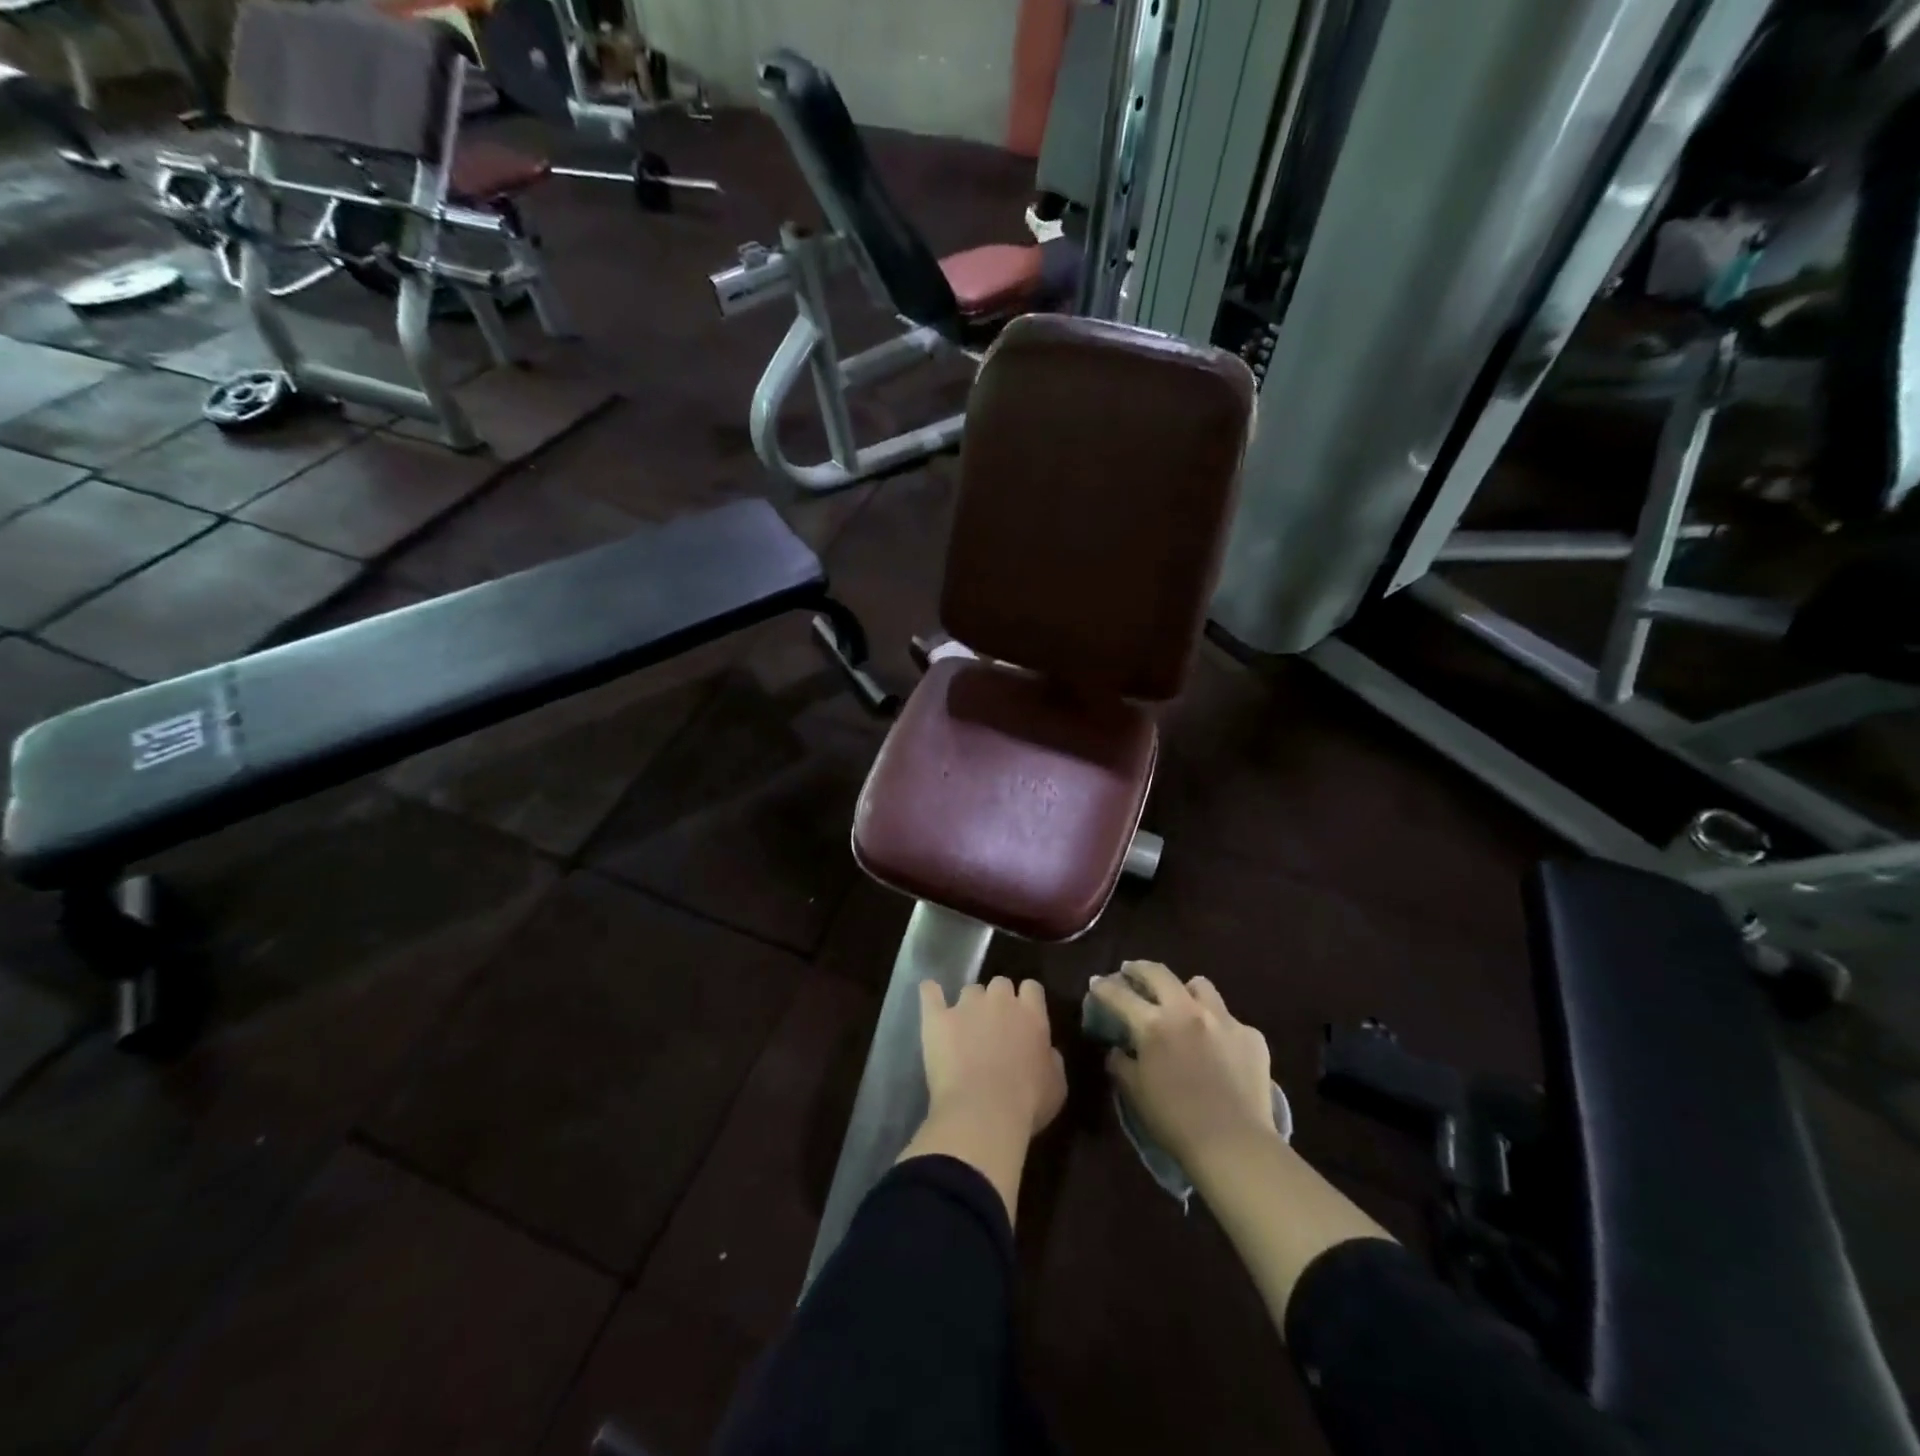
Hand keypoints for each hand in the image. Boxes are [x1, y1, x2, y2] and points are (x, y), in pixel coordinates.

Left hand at [920, 978, 1066, 1138]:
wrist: (983, 1112)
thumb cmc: (1027, 1104)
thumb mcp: (1056, 1085)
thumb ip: (1051, 1059)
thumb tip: (1046, 1050)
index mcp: (1031, 1014)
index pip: (1032, 988)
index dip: (1027, 1000)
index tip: (1024, 1016)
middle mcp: (999, 1001)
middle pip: (1000, 984)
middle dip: (998, 1000)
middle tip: (995, 1026)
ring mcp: (965, 1006)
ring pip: (969, 990)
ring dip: (970, 1004)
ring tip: (965, 1028)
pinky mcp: (937, 1018)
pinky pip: (930, 993)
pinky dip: (931, 993)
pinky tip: (930, 994)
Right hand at [1090, 960, 1276, 1171]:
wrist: (1234, 1144)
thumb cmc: (1175, 1121)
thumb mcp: (1135, 1093)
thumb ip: (1121, 1064)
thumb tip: (1118, 1050)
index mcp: (1153, 1024)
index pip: (1119, 995)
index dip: (1103, 987)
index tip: (1096, 983)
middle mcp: (1186, 1011)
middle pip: (1158, 973)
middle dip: (1139, 969)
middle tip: (1131, 971)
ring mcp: (1223, 1019)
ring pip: (1200, 986)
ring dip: (1185, 990)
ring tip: (1181, 1002)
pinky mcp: (1251, 1035)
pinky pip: (1229, 1020)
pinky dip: (1218, 1027)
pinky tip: (1219, 1047)